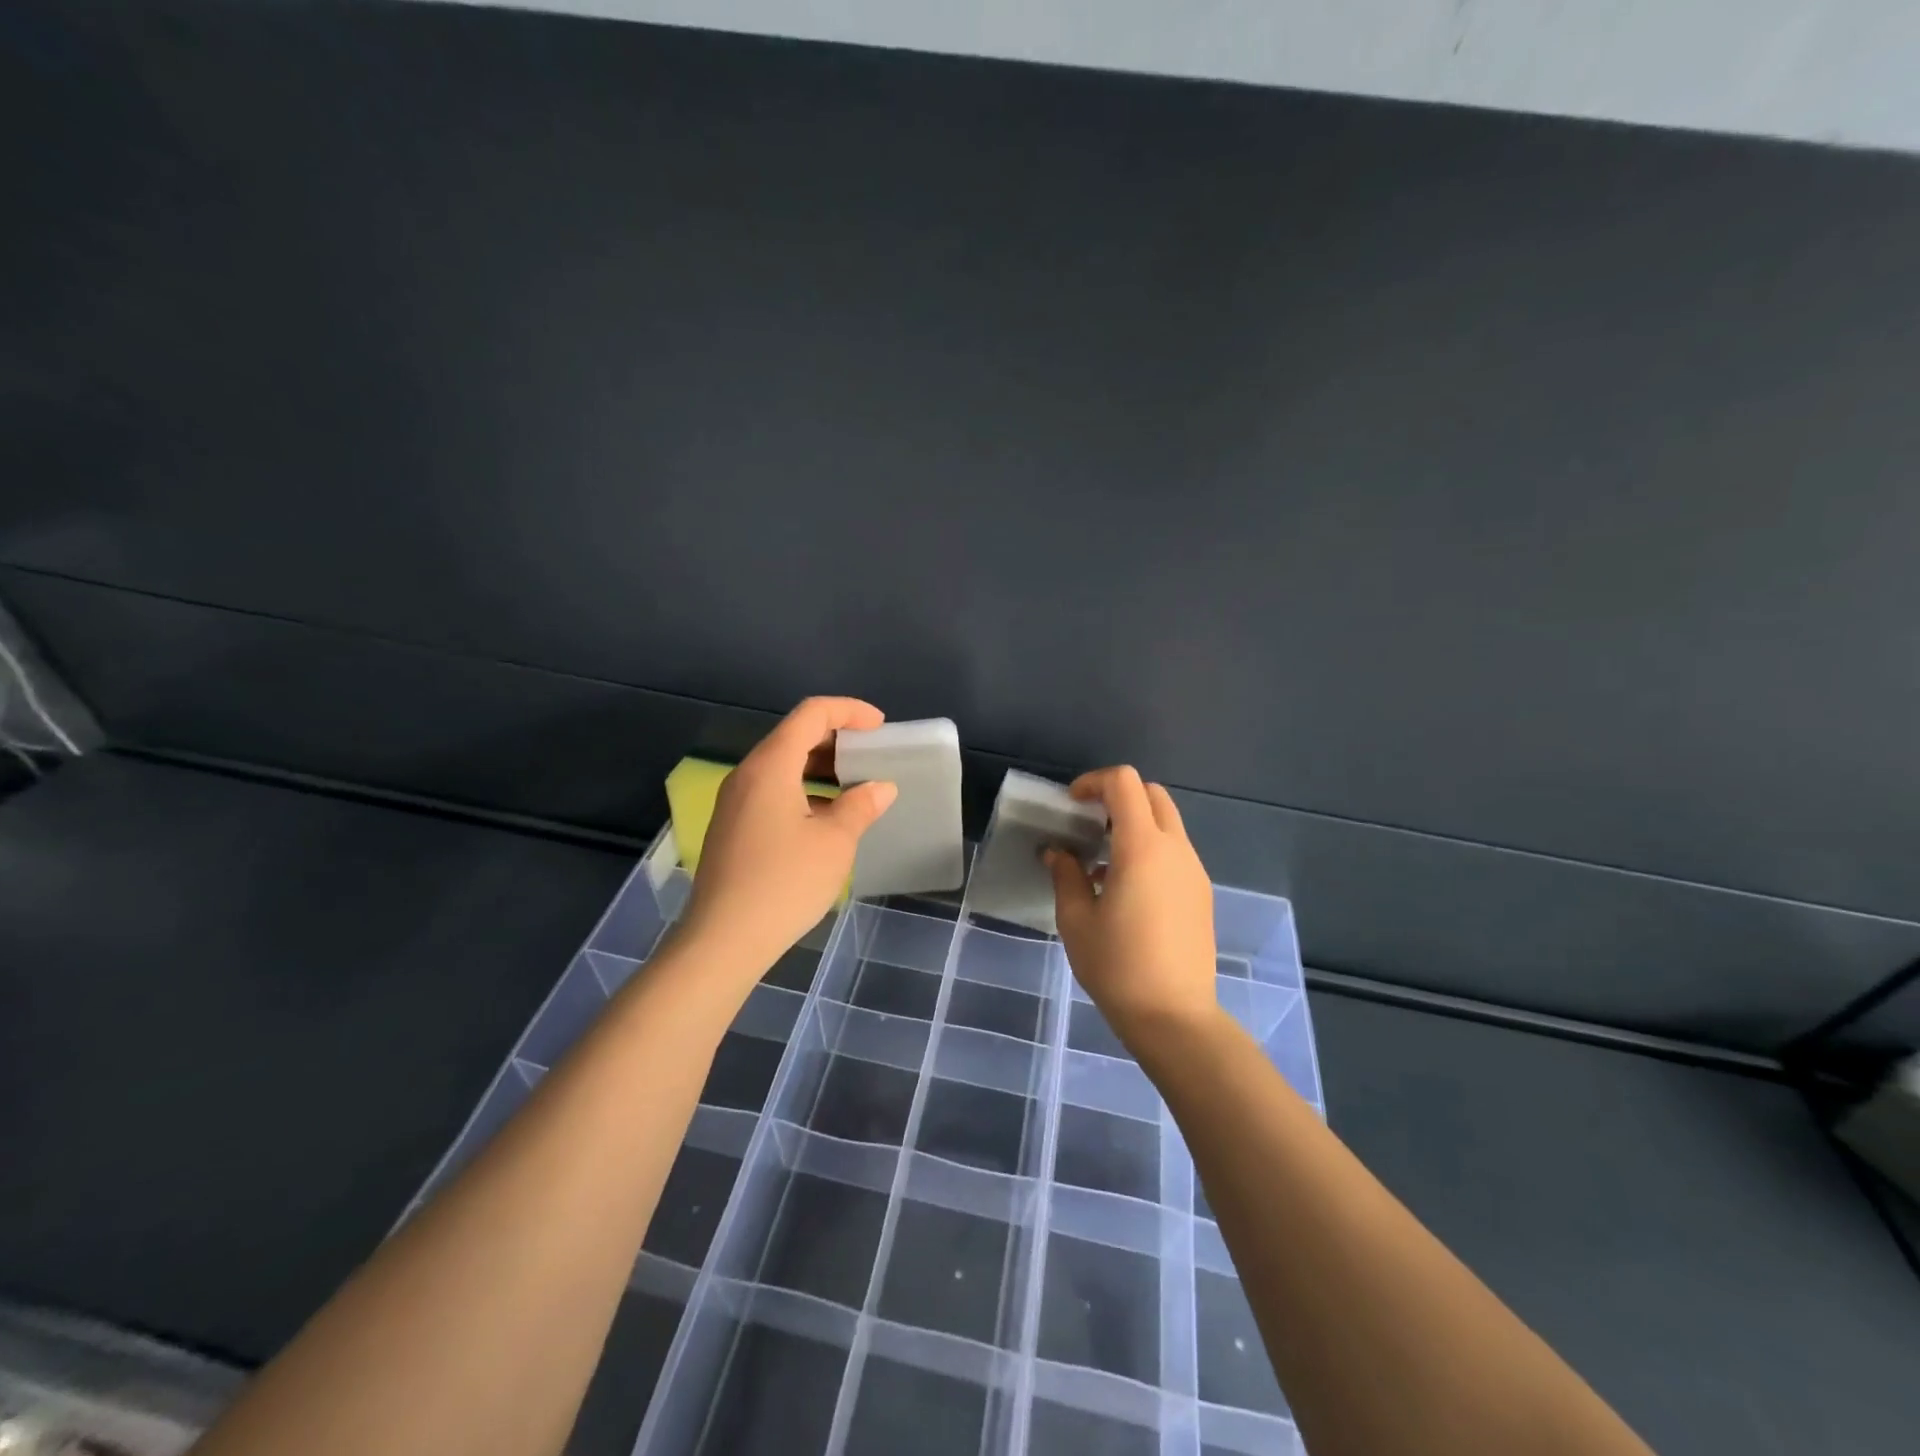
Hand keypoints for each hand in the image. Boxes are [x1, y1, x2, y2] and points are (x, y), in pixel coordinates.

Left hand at [681, 697, 897, 982]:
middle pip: (794, 735)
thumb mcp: (834, 842)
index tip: (880, 727)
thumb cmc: (784, 883)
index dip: (849, 711)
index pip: (811, 714)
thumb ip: (860, 806)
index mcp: (771, 766)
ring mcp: (734, 801)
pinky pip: (771, 790)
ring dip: (820, 766)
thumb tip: (880, 788)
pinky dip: (803, 789)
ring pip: (782, 765)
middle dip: (836, 738)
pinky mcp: (732, 826)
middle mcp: (747, 774)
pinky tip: (826, 817)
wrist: (723, 940)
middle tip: (871, 756)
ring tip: (855, 786)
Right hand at [1048, 766, 1218, 1048]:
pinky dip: (1150, 849)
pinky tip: (1125, 889)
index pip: (1125, 783)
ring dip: (1135, 824)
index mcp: (1142, 847)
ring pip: (1167, 823)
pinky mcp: (1201, 893)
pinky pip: (1175, 852)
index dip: (1094, 782)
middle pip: (1152, 794)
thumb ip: (1066, 875)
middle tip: (1089, 824)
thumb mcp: (1076, 920)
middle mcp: (1175, 849)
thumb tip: (1058, 852)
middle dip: (1118, 797)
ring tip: (1102, 862)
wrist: (1174, 1017)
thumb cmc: (1117, 966)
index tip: (1072, 805)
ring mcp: (1194, 871)